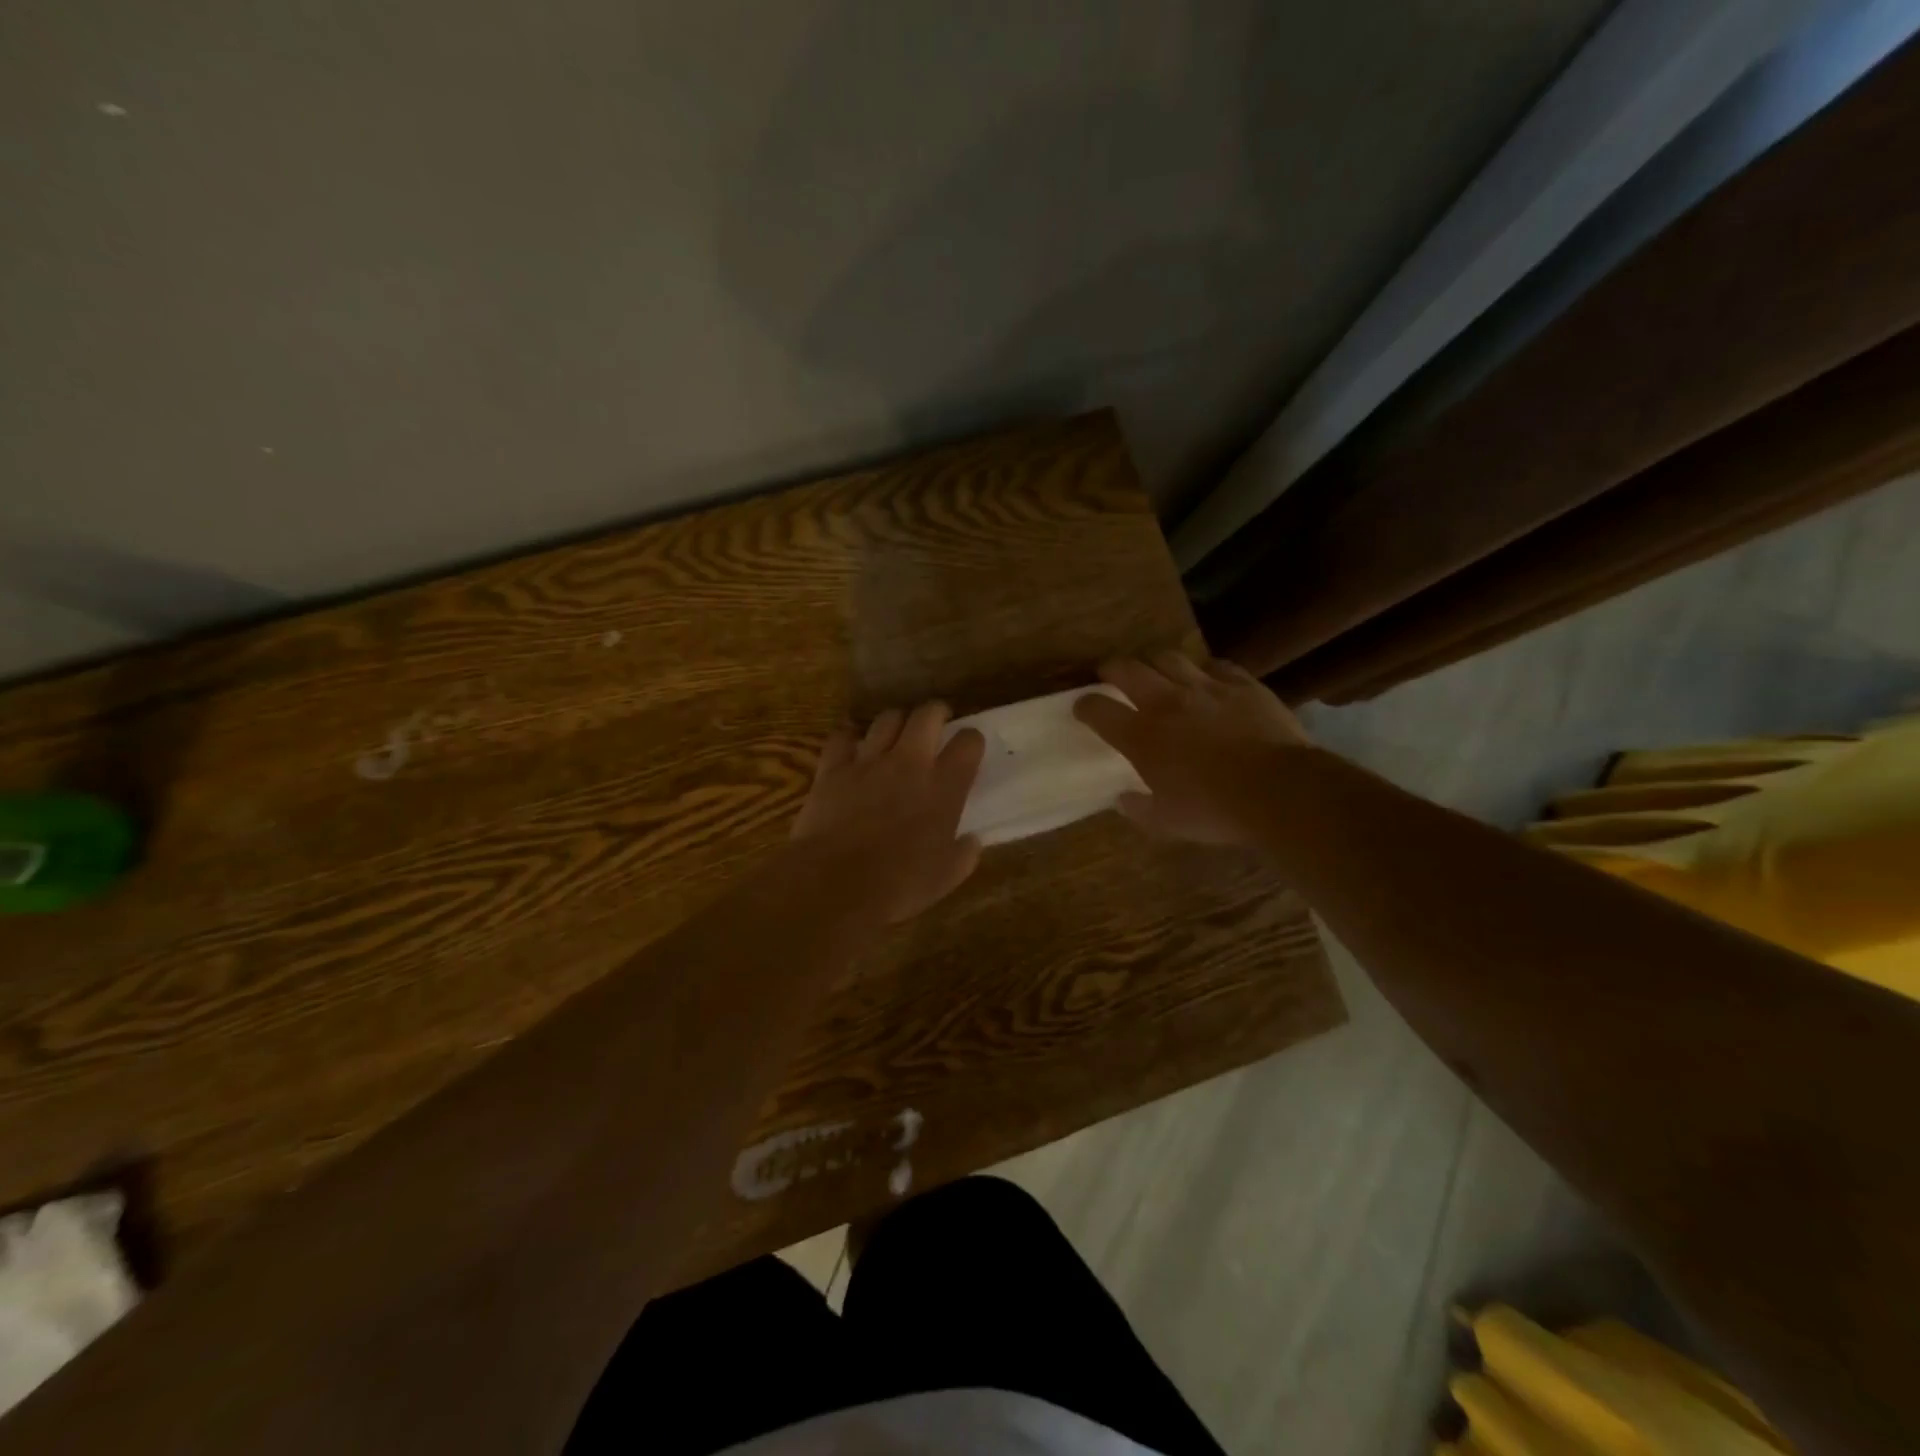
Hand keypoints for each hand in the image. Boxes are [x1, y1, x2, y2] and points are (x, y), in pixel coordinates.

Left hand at [789, 702, 985, 922]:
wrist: (836, 883)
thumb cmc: (899, 884)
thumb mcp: (946, 877)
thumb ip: (964, 854)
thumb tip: (972, 841)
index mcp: (945, 786)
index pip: (969, 742)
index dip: (972, 741)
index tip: (968, 750)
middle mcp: (910, 762)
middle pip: (928, 714)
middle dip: (936, 713)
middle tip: (936, 725)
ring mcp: (869, 761)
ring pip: (888, 718)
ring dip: (896, 723)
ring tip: (896, 737)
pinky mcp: (833, 768)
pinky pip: (842, 736)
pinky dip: (849, 739)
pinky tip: (851, 749)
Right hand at [1074, 652, 1312, 845]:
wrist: (1280, 790)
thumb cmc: (1215, 811)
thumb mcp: (1168, 822)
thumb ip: (1139, 809)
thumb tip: (1122, 800)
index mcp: (1142, 736)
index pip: (1099, 710)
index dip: (1085, 705)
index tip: (1081, 706)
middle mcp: (1167, 703)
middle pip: (1129, 670)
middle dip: (1112, 668)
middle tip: (1109, 672)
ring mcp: (1206, 688)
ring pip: (1170, 658)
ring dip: (1155, 662)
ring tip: (1155, 669)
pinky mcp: (1242, 684)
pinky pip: (1217, 666)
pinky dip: (1205, 670)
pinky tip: (1208, 678)